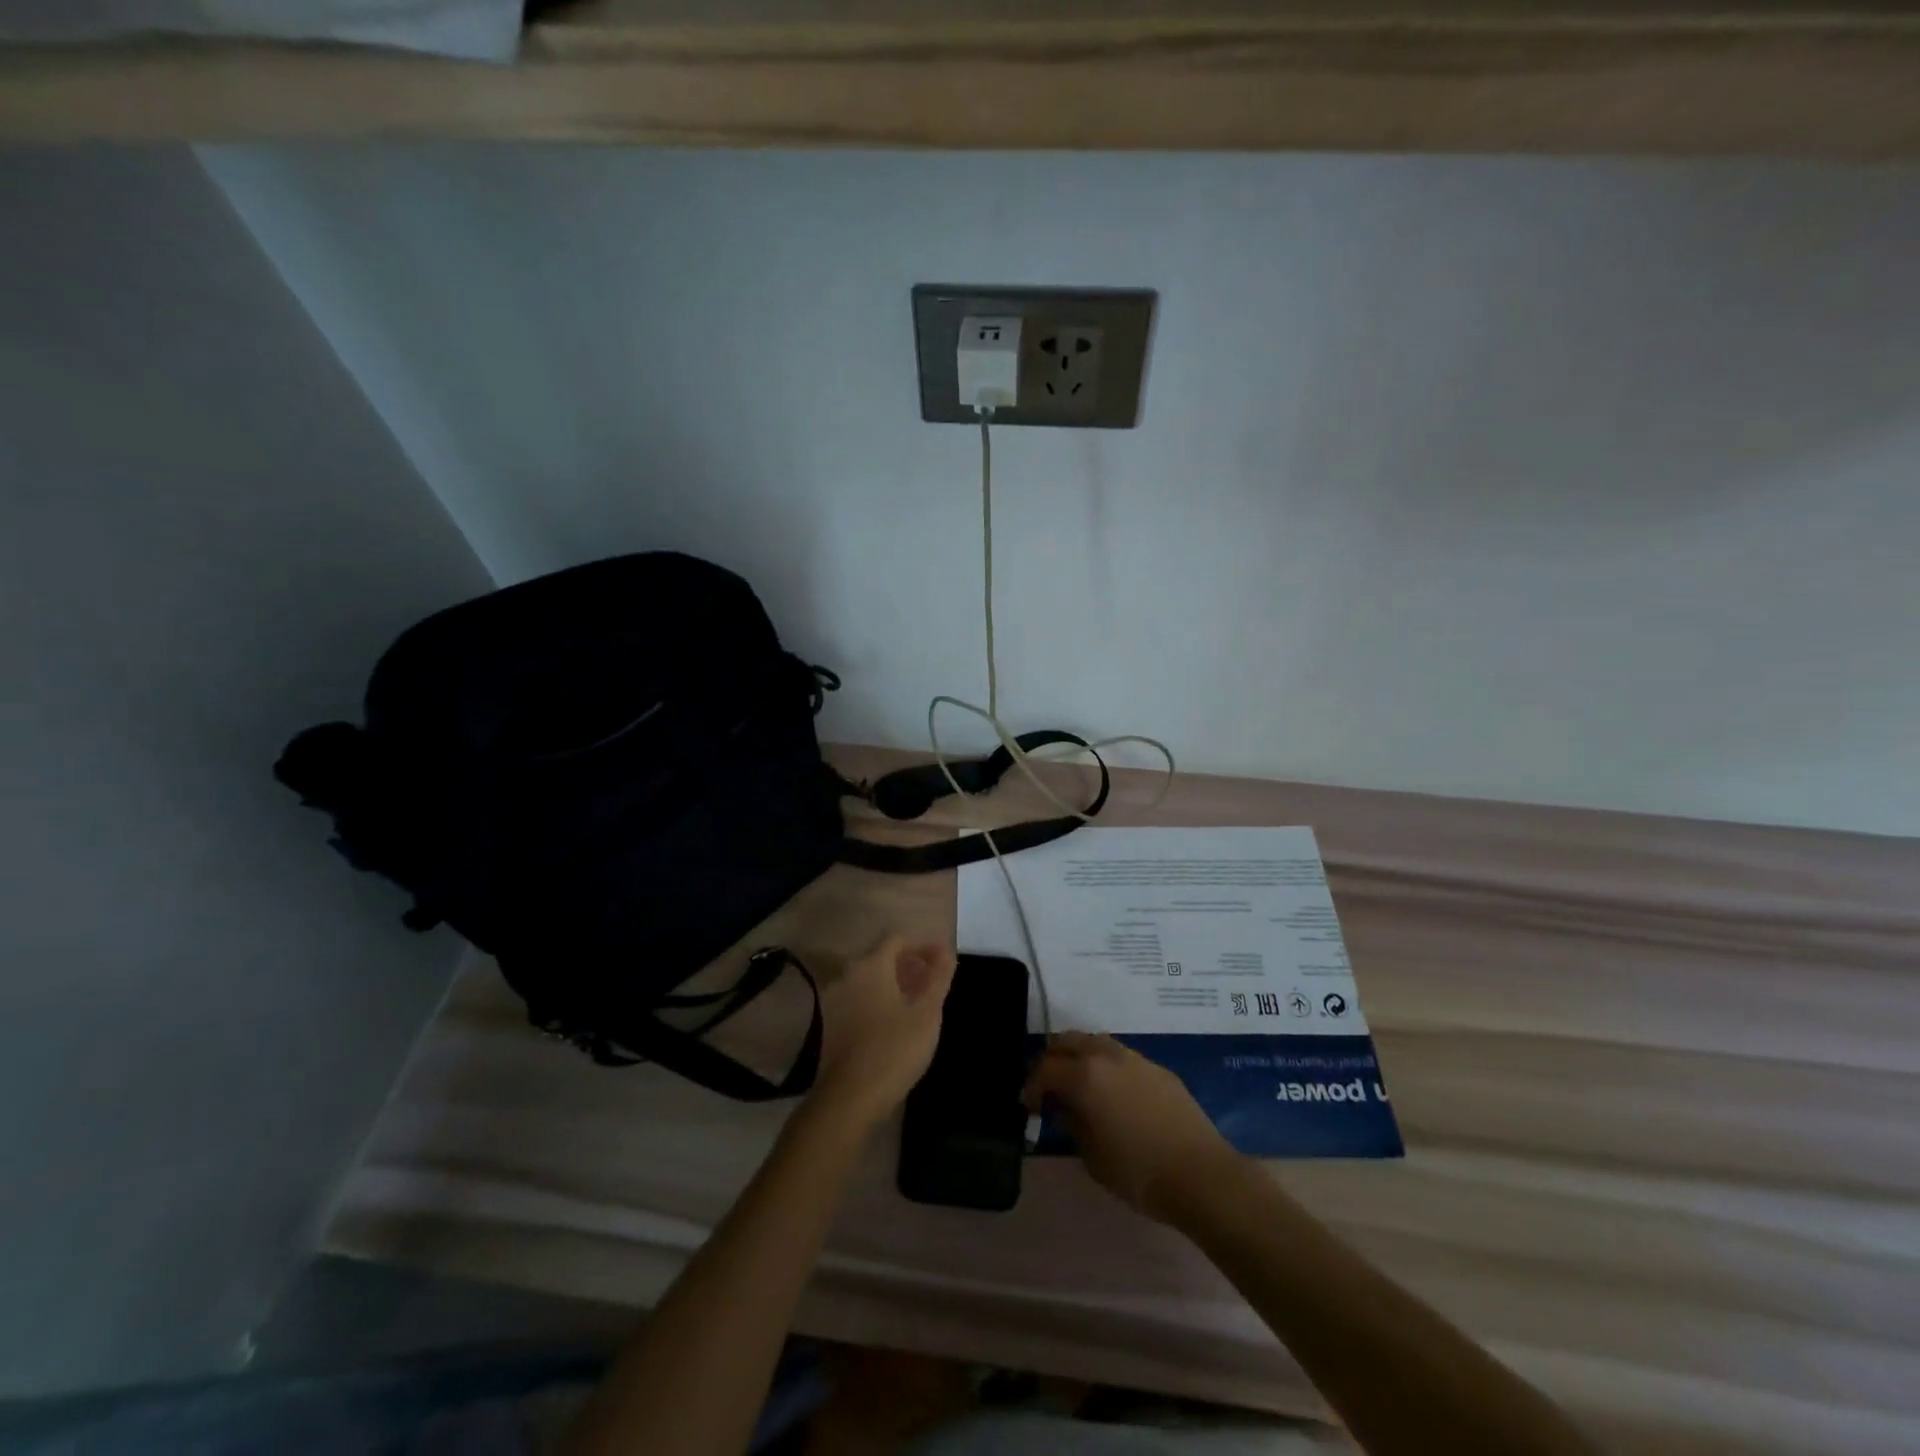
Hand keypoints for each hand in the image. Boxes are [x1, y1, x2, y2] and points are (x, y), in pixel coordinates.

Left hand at [808, 936, 956, 1132]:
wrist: (850, 1099)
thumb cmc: (894, 1049)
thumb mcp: (927, 1013)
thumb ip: (938, 978)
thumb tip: (946, 950)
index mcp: (871, 966)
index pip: (898, 939)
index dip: (923, 946)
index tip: (943, 961)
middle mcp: (849, 975)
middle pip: (882, 957)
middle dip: (910, 965)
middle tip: (934, 982)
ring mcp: (837, 1000)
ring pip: (871, 980)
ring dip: (896, 984)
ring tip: (920, 1003)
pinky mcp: (833, 1024)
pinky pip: (861, 999)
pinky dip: (880, 1001)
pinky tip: (897, 1023)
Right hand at [1022, 1032, 1238, 1223]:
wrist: (1202, 1175)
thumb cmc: (1139, 1172)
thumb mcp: (1092, 1157)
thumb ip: (1071, 1123)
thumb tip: (1063, 1107)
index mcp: (1084, 1075)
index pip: (1044, 1068)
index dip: (1030, 1086)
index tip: (1027, 1106)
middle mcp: (1106, 1056)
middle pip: (1067, 1041)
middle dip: (1052, 1060)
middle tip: (1048, 1088)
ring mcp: (1135, 1058)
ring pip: (1095, 1042)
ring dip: (1079, 1057)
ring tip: (1078, 1086)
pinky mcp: (1157, 1068)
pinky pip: (1120, 1056)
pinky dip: (1105, 1066)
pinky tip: (1112, 1094)